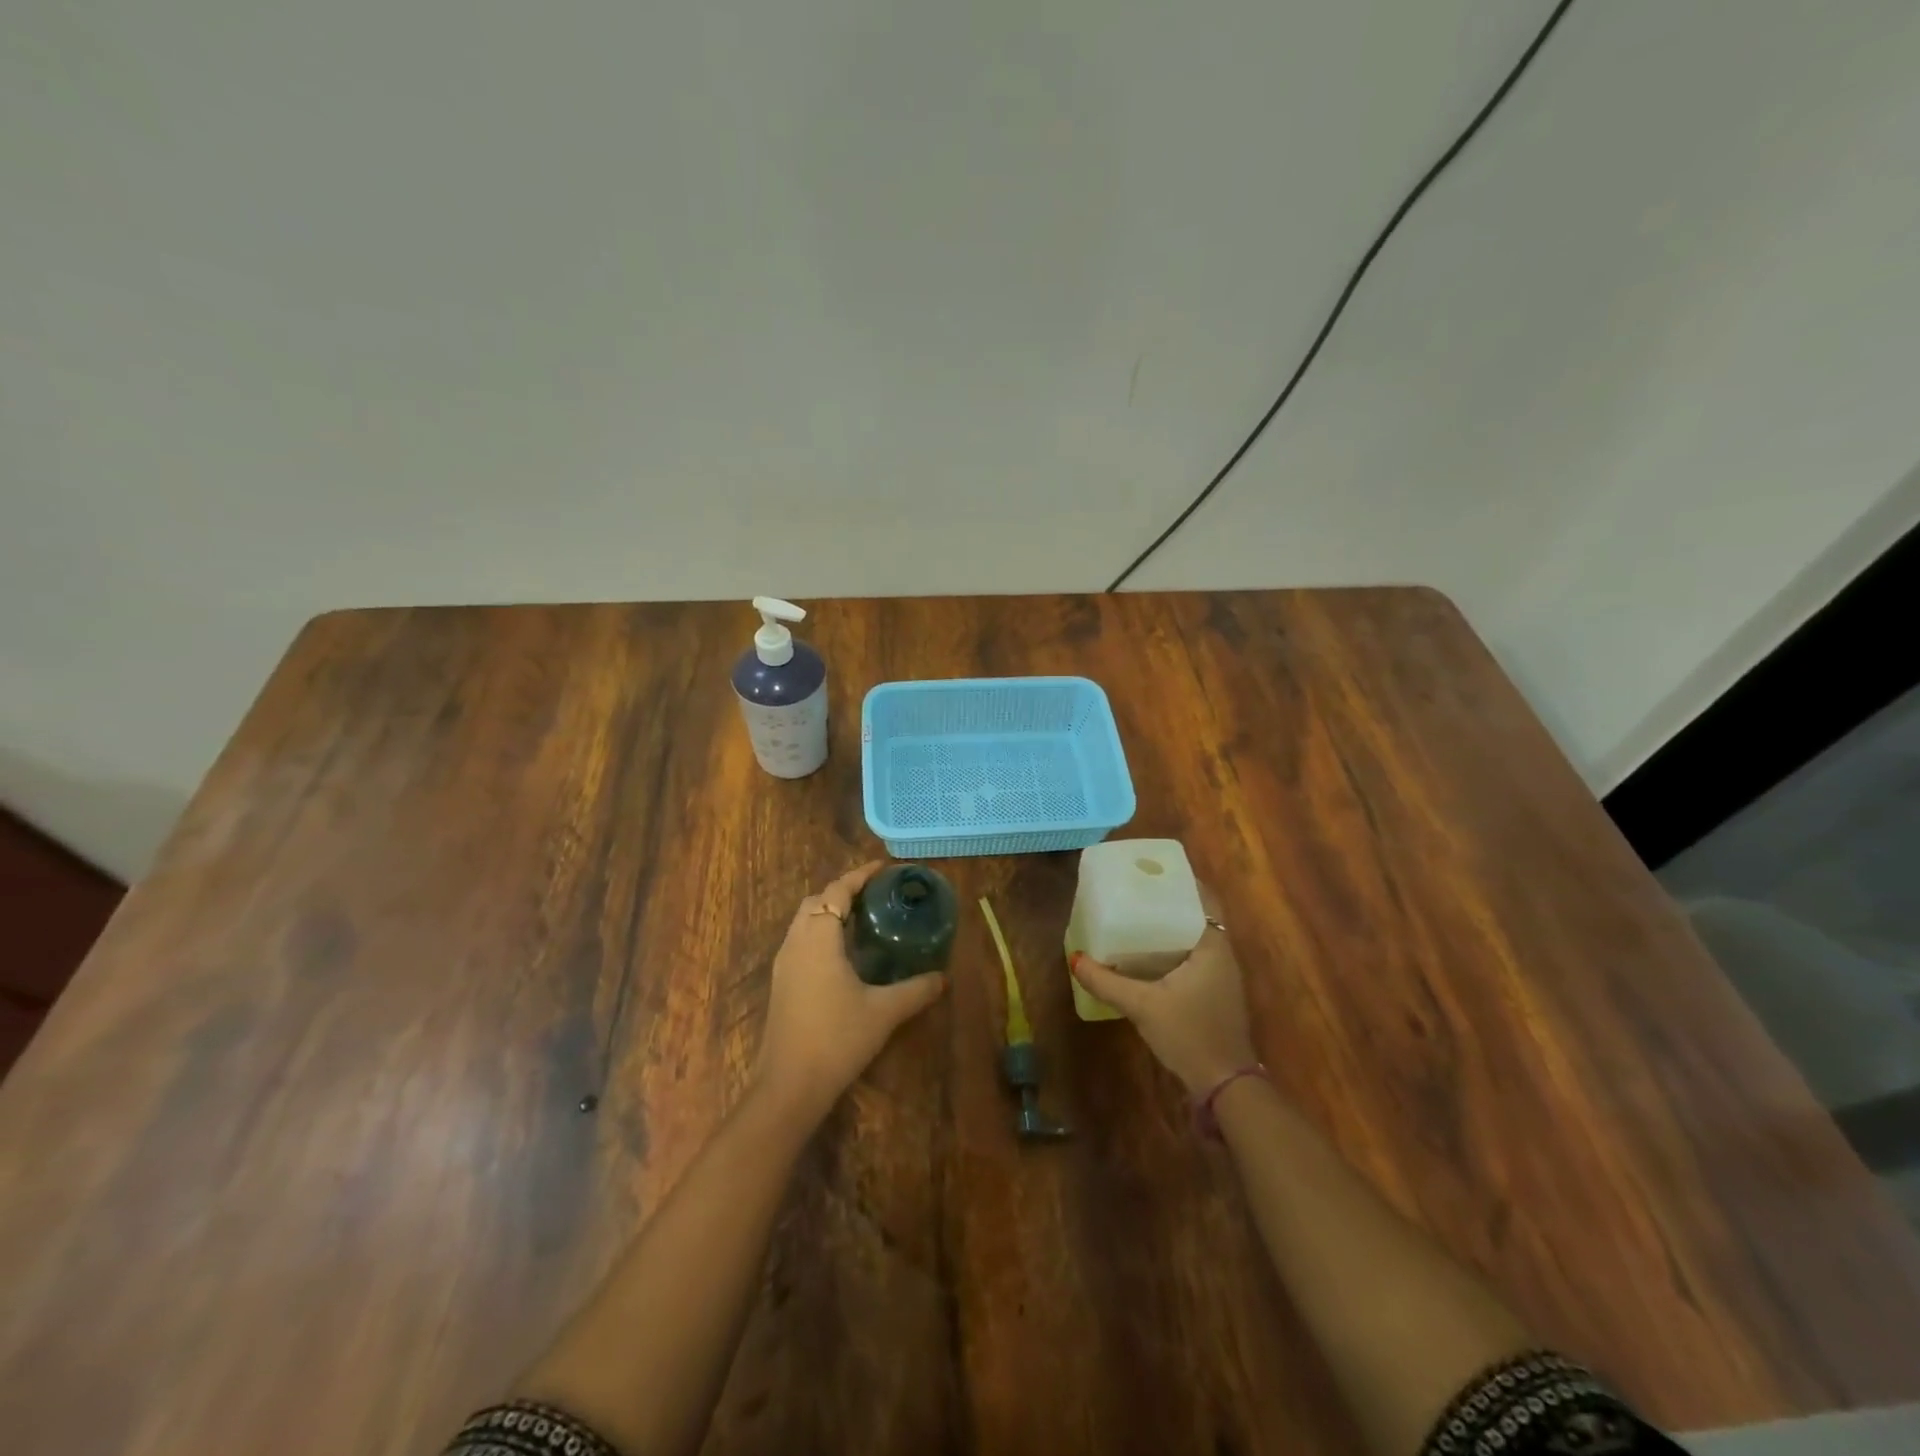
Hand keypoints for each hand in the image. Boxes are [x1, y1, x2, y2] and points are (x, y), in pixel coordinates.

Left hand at [753, 860, 948, 1126]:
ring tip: (861, 919)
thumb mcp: (884, 1011)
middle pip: (816, 901)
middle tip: (875, 895)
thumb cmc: (837, 1038)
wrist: (789, 1085)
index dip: (860, 876)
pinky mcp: (781, 984)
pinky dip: (820, 932)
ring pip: (804, 921)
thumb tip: (943, 977)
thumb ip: (916, 990)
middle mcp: (796, 942)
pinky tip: (843, 954)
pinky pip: (800, 941)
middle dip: (843, 891)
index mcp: (819, 938)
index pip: (837, 891)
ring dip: (829, 912)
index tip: (884, 868)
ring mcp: (784, 964)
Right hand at [1070, 888, 1257, 1095]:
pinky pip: (1195, 956)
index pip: (1203, 898)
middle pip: (1198, 914)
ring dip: (1172, 925)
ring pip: (1196, 937)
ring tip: (1137, 915)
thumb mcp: (1142, 1006)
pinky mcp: (1215, 994)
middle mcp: (1222, 954)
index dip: (1181, 881)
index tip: (1151, 872)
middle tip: (1136, 891)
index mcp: (1212, 946)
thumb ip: (1107, 982)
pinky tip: (1148, 954)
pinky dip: (1175, 947)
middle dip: (1170, 901)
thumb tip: (1074, 959)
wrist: (1224, 1085)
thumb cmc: (1189, 1035)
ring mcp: (1222, 976)